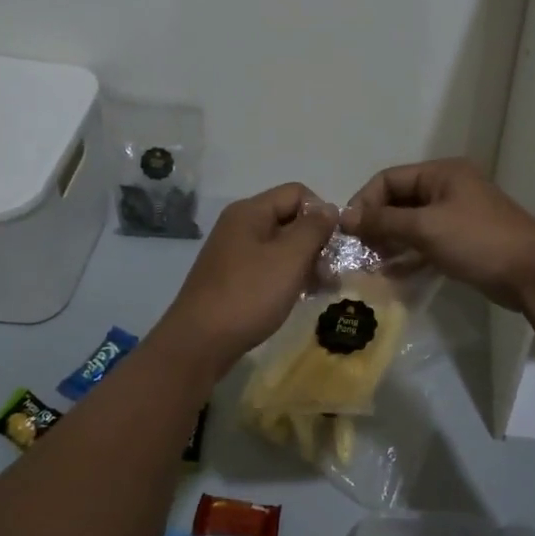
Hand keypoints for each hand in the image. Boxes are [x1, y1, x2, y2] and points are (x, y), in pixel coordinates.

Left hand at [157, 182, 337, 374]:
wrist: (200, 342)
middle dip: (316, 241)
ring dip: (306, 262)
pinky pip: (269, 267)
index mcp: (250, 212)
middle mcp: (240, 226)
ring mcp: (235, 253)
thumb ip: (313, 229)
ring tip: (324, 287)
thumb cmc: (249, 294)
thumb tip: (328, 208)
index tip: (335, 244)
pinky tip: (302, 296)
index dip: (321, 213)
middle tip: (332, 271)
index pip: (297, 193)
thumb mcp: (289, 258)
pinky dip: (288, 277)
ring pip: (281, 246)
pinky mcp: (233, 279)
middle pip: (289, 219)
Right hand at [341, 159, 534, 310]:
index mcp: (441, 173)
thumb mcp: (426, 228)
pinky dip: (408, 253)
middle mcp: (448, 188)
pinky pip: (426, 241)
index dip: (364, 202)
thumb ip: (384, 221)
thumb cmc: (478, 241)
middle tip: (356, 251)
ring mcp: (457, 215)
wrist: (533, 273)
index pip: (388, 179)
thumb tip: (346, 218)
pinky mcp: (463, 240)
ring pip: (411, 223)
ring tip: (369, 265)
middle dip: (376, 224)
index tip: (347, 232)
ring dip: (389, 241)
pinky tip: (392, 273)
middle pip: (399, 200)